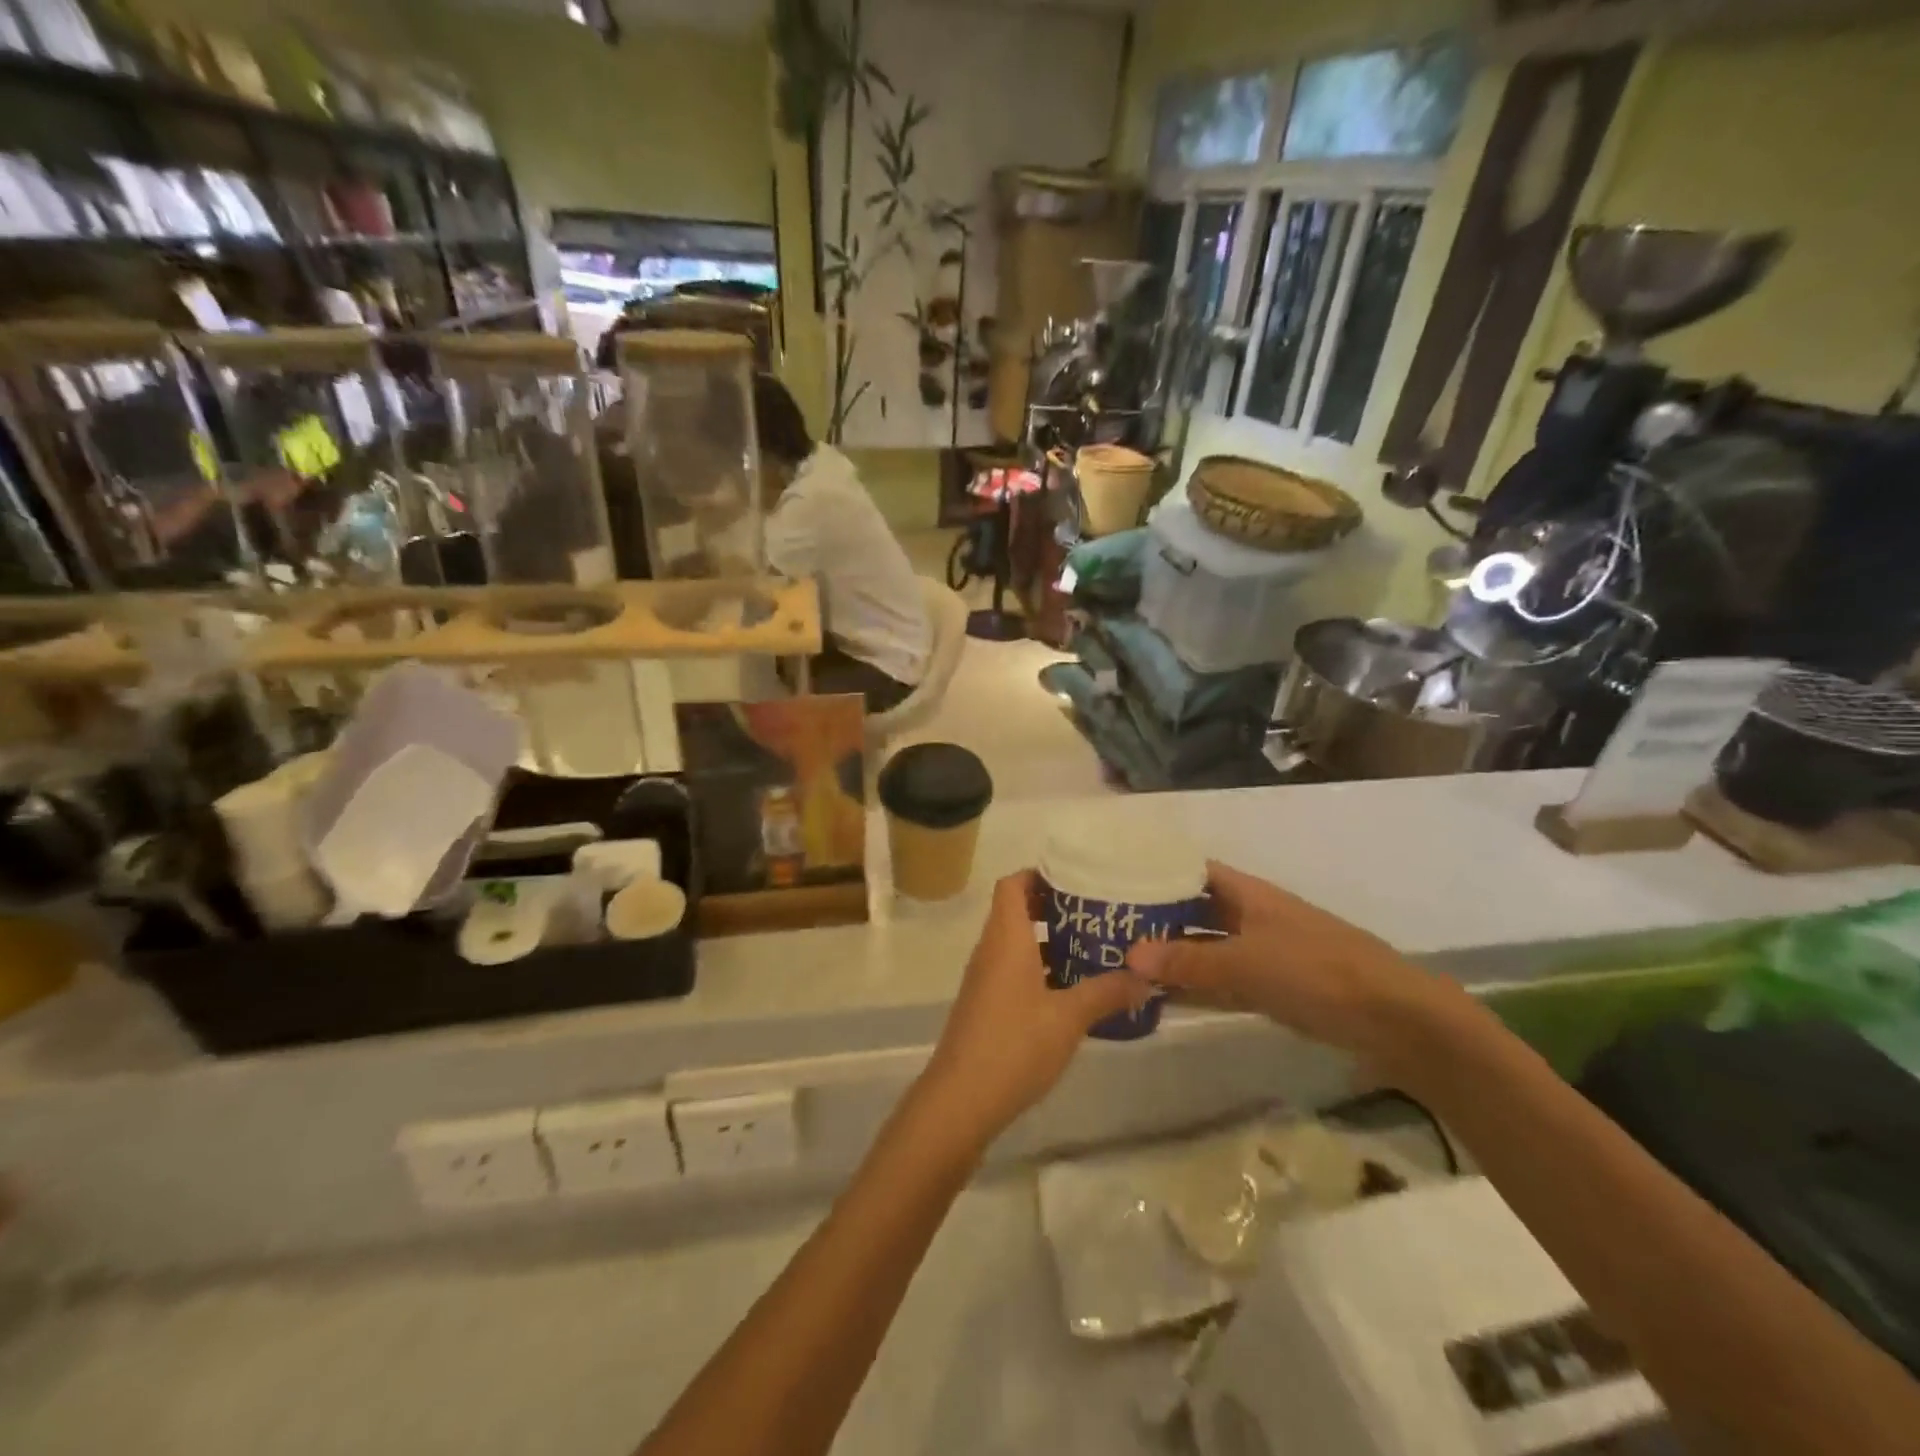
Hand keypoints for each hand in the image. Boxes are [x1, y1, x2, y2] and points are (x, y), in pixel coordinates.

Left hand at [920, 871, 1152, 1150]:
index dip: (1039, 875)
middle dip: (1053, 908)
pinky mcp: (986, 1005)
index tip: (1076, 879)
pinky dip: (1040, 970)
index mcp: (1005, 938)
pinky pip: (1014, 971)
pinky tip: (1073, 991)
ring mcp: (985, 979)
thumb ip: (1107, 992)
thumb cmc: (1014, 1045)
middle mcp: (990, 950)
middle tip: (1096, 914)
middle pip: (1016, 911)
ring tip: (1094, 948)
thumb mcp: (1069, 1018)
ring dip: (1049, 942)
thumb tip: (1146, 976)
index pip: (1012, 884)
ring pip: (1016, 944)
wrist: (961, 1099)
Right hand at [1126, 861, 1474, 1080]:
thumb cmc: (1318, 972)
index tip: (1112, 881)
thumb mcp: (1246, 963)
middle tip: (1105, 928)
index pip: (1191, 871)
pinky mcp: (1273, 989)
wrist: (1397, 1020)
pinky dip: (1194, 986)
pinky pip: (1221, 981)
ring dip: (1172, 956)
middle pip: (1194, 910)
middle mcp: (1251, 916)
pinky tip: (1162, 998)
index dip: (1155, 872)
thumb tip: (1128, 956)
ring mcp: (1263, 953)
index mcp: (1248, 893)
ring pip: (1205, 948)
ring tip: (1121, 963)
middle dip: (1155, 919)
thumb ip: (1187, 961)